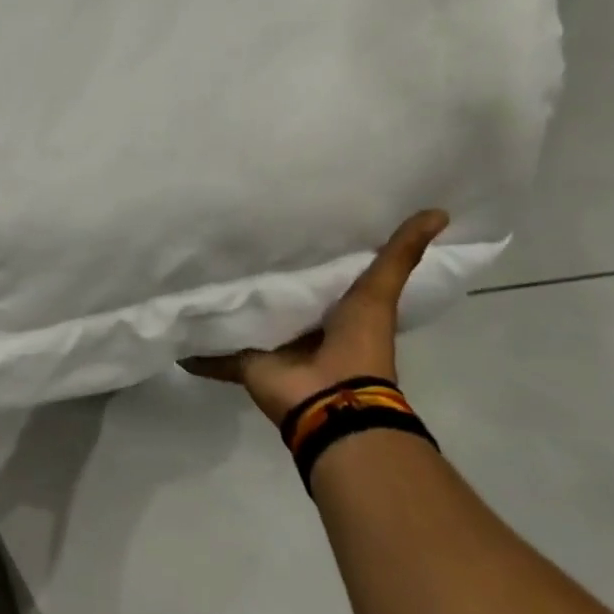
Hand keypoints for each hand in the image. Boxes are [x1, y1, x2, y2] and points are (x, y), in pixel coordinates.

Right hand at [181, 209, 448, 424]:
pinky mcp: (244, 362)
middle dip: (255, 274)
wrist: (333, 402)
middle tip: (224, 239)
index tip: (277, 220)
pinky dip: (196, 350)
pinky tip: (175, 334)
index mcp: (330, 311)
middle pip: (273, 295)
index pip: (311, 273)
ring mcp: (269, 347)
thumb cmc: (358, 346)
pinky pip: (215, 353)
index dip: (299, 251)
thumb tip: (439, 210)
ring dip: (224, 306)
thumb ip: (400, 255)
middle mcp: (298, 327)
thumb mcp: (378, 291)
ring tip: (192, 274)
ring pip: (243, 320)